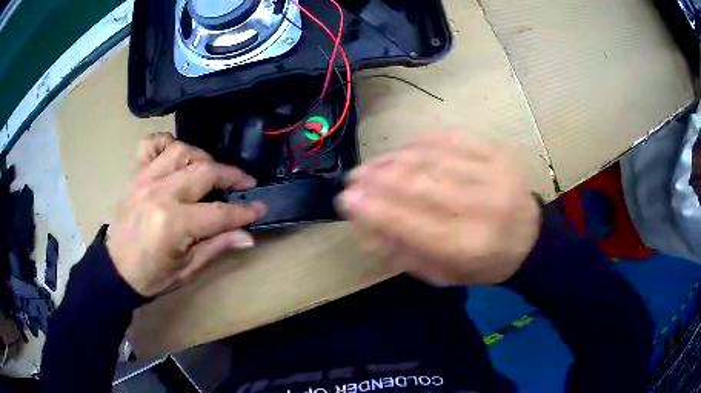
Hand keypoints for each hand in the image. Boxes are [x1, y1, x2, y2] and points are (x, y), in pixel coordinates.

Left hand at [106, 133, 266, 296]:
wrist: (114, 270)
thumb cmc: (151, 277)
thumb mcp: (187, 270)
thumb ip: (216, 247)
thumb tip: (248, 235)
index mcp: (173, 224)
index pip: (219, 212)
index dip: (244, 211)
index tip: (261, 207)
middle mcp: (159, 193)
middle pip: (204, 171)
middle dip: (231, 176)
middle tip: (244, 183)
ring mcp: (144, 179)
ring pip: (181, 150)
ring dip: (202, 157)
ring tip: (210, 171)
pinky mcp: (134, 174)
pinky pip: (150, 144)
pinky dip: (166, 143)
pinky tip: (176, 154)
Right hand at [337, 133, 540, 285]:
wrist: (530, 239)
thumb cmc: (485, 264)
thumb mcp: (443, 274)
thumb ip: (404, 254)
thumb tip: (364, 228)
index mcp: (472, 246)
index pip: (413, 224)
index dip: (375, 210)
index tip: (346, 199)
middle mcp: (485, 208)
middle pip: (422, 186)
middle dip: (379, 179)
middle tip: (353, 177)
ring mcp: (496, 174)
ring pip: (434, 159)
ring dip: (395, 159)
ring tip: (371, 164)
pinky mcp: (500, 152)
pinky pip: (454, 139)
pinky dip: (423, 142)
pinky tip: (403, 149)